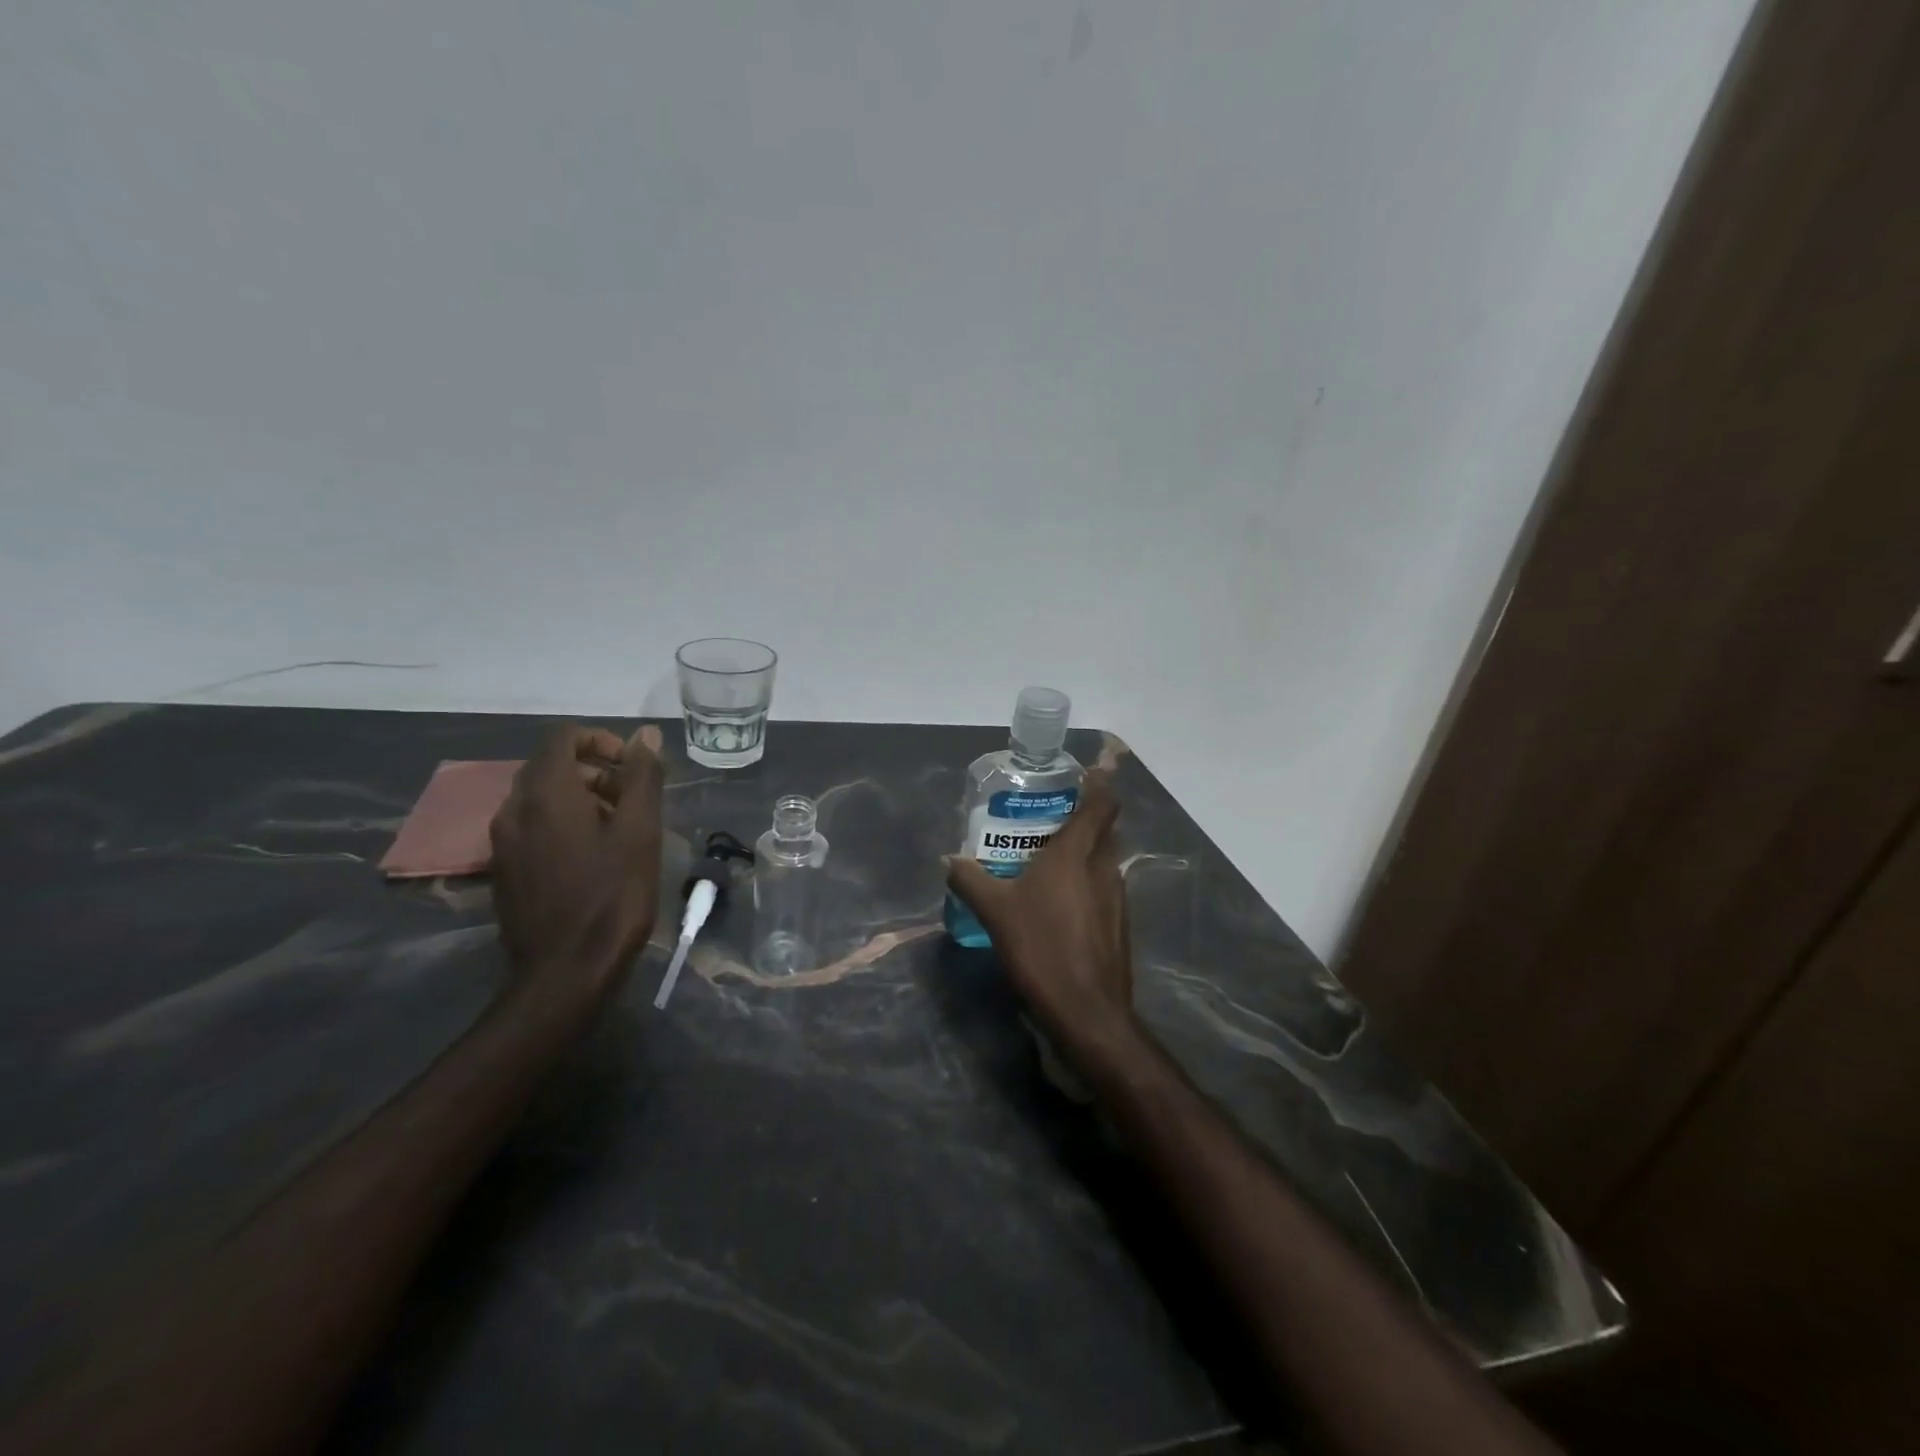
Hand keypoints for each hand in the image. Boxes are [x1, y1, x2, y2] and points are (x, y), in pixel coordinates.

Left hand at [490, 722, 664, 1005]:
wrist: (565, 972)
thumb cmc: (611, 895)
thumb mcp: (639, 831)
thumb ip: (642, 777)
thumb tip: (646, 734)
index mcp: (546, 793)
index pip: (563, 737)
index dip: (602, 740)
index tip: (633, 766)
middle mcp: (514, 808)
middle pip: (551, 766)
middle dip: (596, 771)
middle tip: (634, 799)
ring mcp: (503, 842)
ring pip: (542, 798)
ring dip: (582, 798)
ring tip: (621, 829)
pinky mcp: (504, 870)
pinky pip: (533, 826)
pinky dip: (564, 824)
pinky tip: (595, 857)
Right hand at [945, 772, 1134, 1041]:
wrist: (1086, 1012)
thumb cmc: (1040, 948)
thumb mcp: (994, 912)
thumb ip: (970, 879)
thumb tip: (949, 858)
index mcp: (1077, 854)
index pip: (1102, 803)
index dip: (1099, 783)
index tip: (1085, 772)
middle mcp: (1103, 868)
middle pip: (1105, 829)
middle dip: (1085, 818)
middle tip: (1050, 819)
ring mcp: (1117, 898)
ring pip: (1104, 861)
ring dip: (1084, 853)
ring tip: (1048, 860)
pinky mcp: (1119, 926)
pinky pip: (1104, 889)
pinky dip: (1086, 884)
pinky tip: (1059, 904)